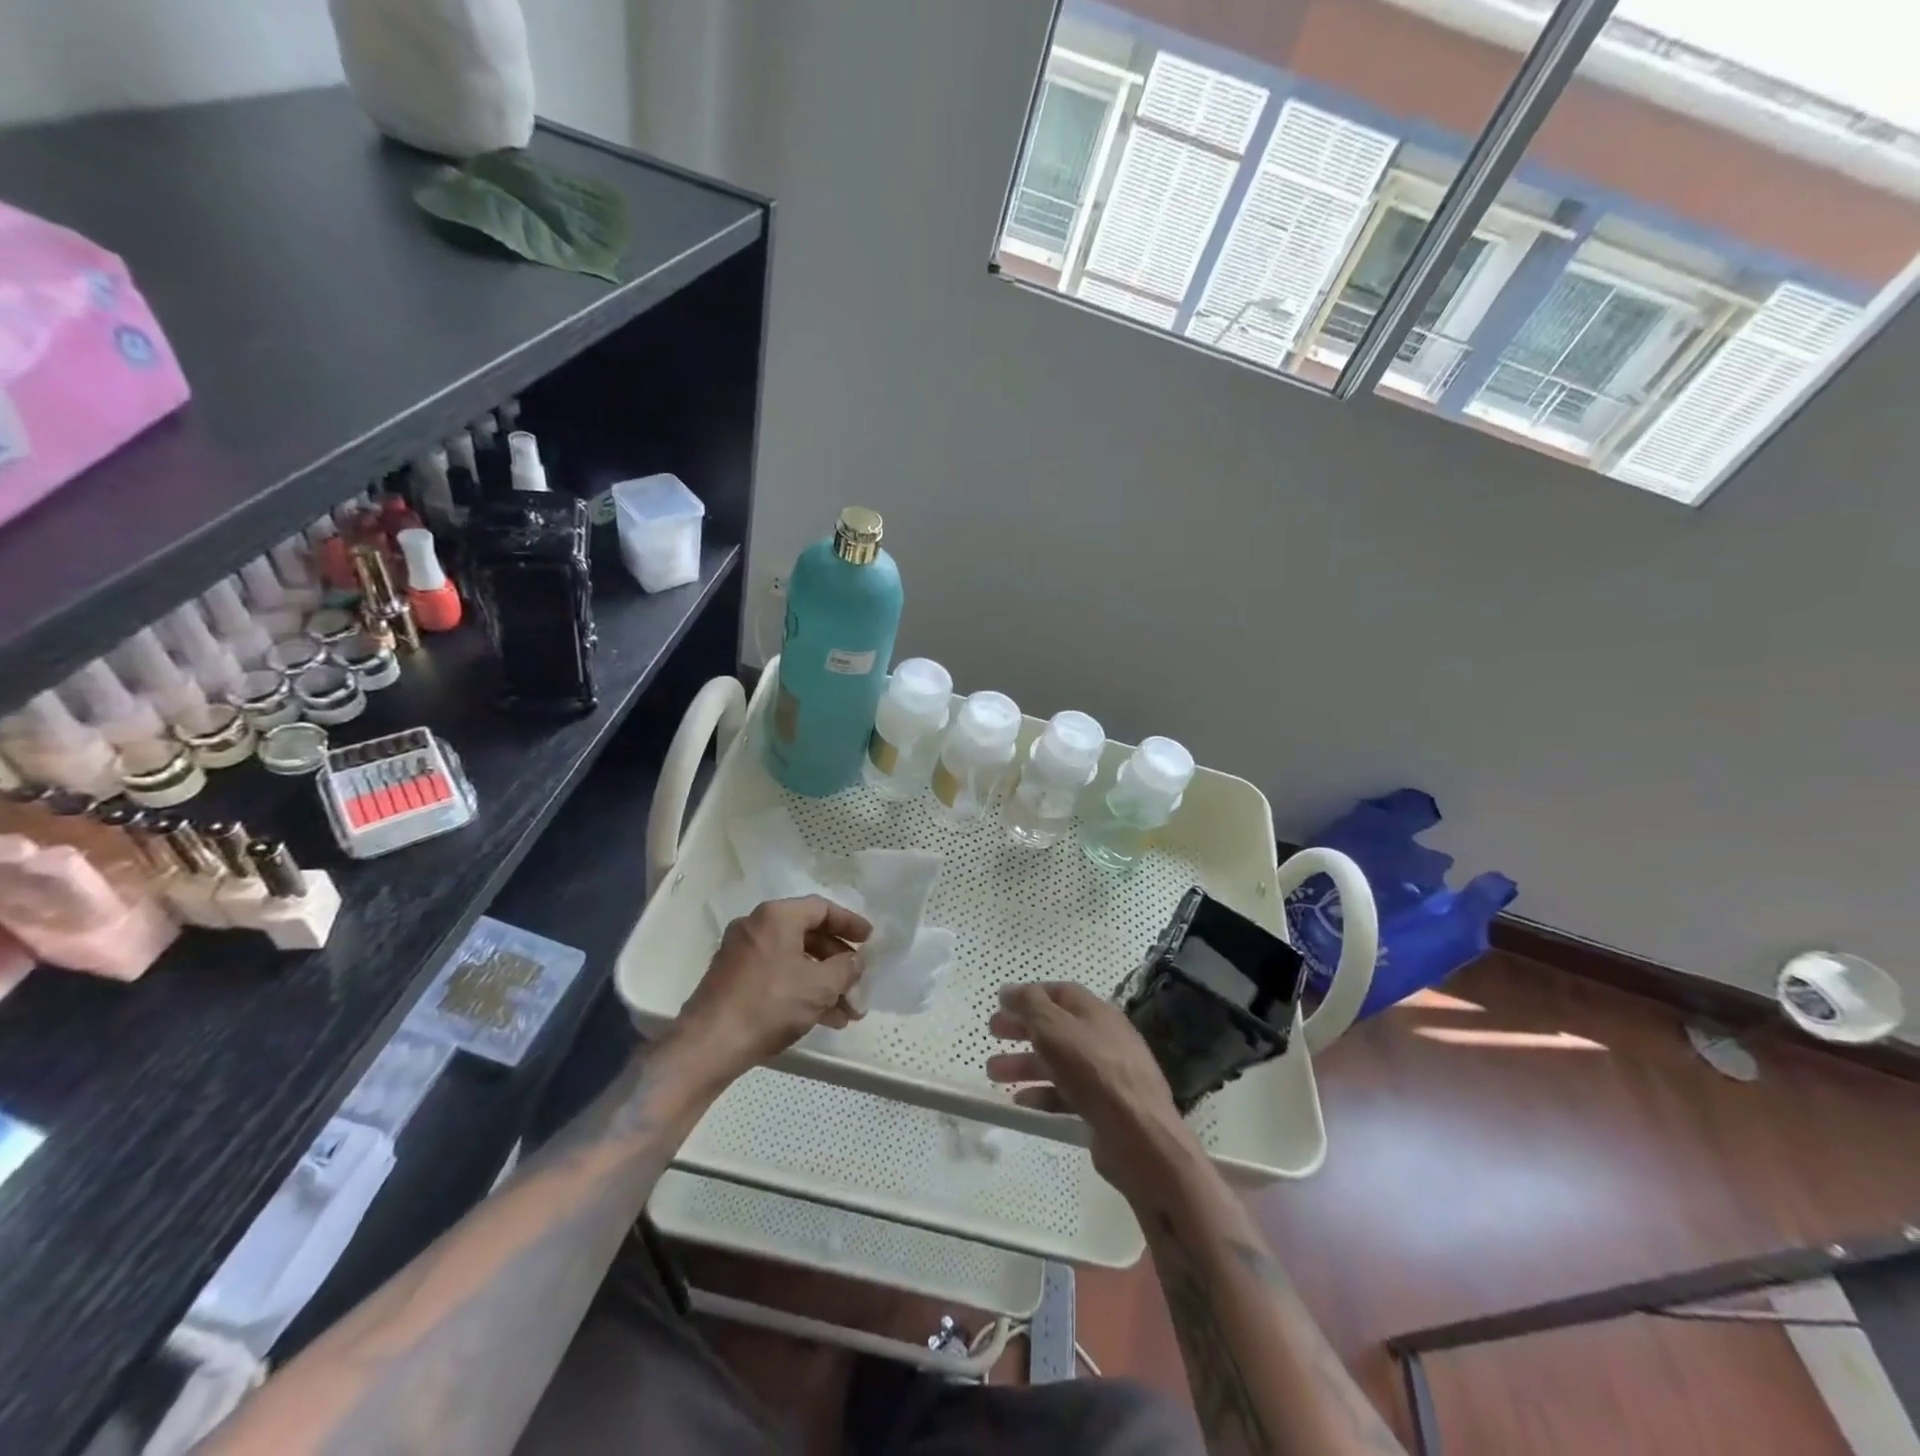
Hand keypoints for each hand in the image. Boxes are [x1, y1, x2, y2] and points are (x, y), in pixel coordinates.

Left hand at [675, 896, 870, 1082]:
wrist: (708, 1046)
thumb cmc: (769, 1004)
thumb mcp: (819, 986)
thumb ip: (845, 968)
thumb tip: (854, 962)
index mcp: (776, 917)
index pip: (822, 909)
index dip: (849, 923)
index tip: (870, 940)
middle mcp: (756, 927)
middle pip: (809, 936)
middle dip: (838, 963)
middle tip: (859, 983)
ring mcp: (742, 954)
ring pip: (794, 961)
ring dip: (823, 983)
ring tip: (849, 1012)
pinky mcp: (734, 980)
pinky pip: (777, 976)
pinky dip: (801, 991)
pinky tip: (824, 1019)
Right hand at [986, 981, 1203, 1199]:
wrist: (1140, 1136)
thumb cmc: (1095, 1072)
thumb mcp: (1055, 1029)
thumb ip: (1030, 1006)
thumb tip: (1008, 990)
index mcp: (1096, 1013)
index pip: (1060, 993)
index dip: (1030, 995)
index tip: (1002, 1003)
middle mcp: (1103, 1038)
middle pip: (1056, 1027)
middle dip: (1022, 1029)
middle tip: (992, 1033)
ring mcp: (1106, 1075)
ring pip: (1058, 1062)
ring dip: (1025, 1064)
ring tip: (993, 1073)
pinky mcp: (1104, 1108)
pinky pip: (1067, 1094)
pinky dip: (1043, 1095)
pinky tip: (1021, 1103)